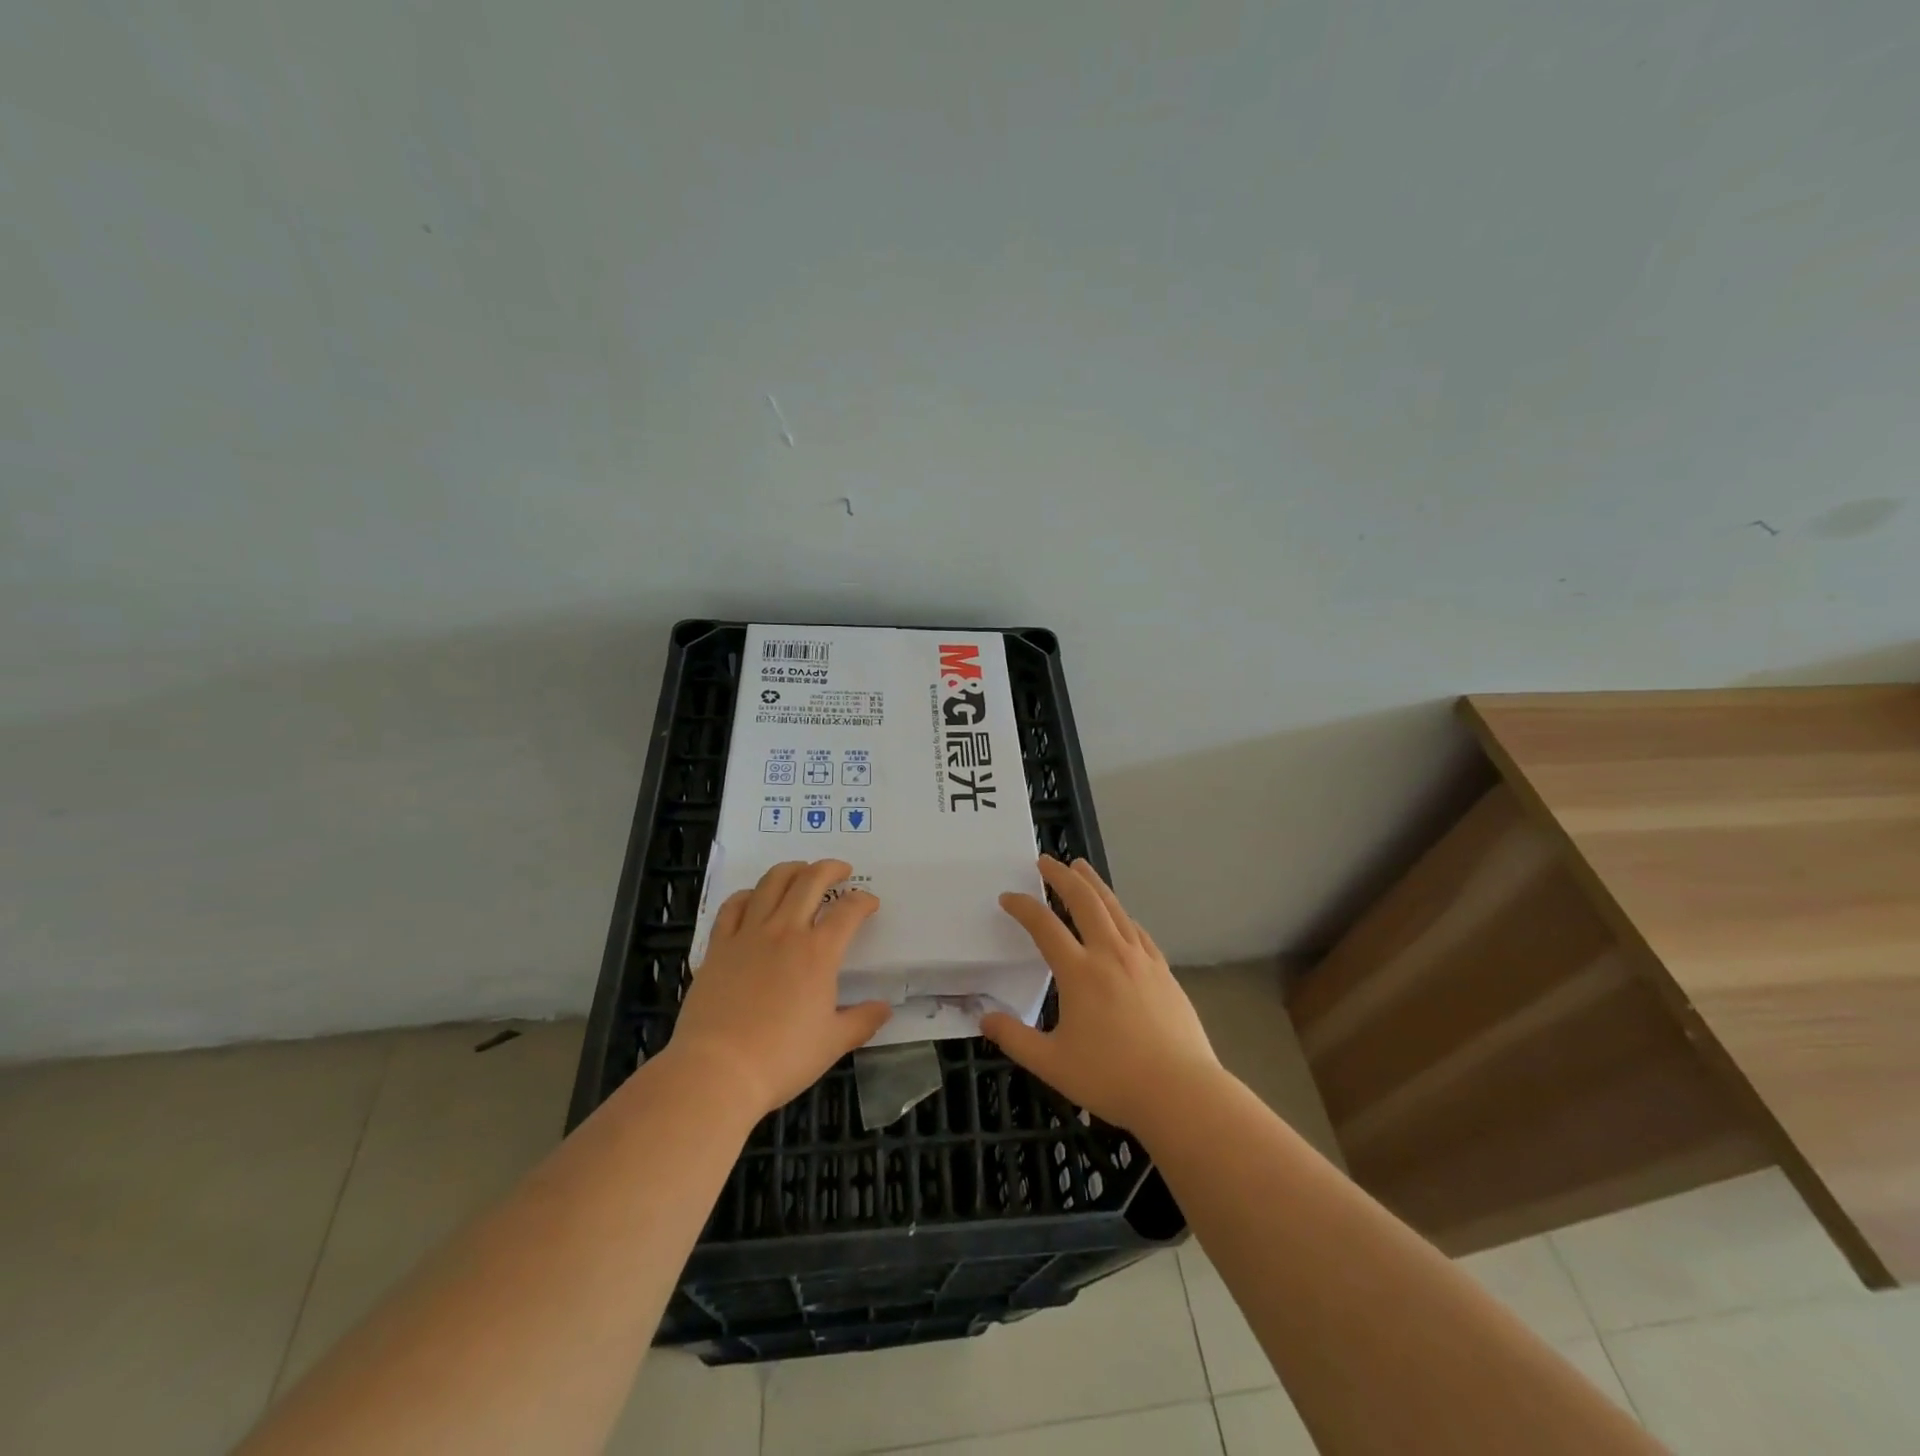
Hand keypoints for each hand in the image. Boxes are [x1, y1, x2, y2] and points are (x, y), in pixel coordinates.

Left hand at [667, 860, 890, 1116]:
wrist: (717, 1070)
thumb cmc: (781, 1058)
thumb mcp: (832, 1043)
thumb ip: (862, 1021)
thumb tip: (884, 1009)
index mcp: (819, 952)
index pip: (848, 911)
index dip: (863, 901)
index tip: (869, 903)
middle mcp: (785, 931)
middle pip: (810, 881)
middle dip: (830, 869)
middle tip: (841, 871)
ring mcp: (748, 935)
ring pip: (771, 883)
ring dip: (791, 870)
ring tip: (801, 871)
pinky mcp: (718, 946)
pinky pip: (733, 906)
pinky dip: (748, 894)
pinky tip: (754, 897)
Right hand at [983, 855, 1218, 1128]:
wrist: (1180, 1092)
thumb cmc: (1112, 1078)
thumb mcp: (1052, 1064)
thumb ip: (1015, 1038)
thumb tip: (984, 1017)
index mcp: (1079, 972)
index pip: (1044, 926)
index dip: (1023, 907)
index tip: (1008, 898)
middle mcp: (1110, 954)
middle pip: (1084, 901)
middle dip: (1062, 876)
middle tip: (1046, 861)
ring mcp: (1141, 960)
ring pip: (1114, 908)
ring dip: (1094, 884)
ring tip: (1081, 868)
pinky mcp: (1163, 971)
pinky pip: (1137, 931)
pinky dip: (1121, 914)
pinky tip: (1120, 916)